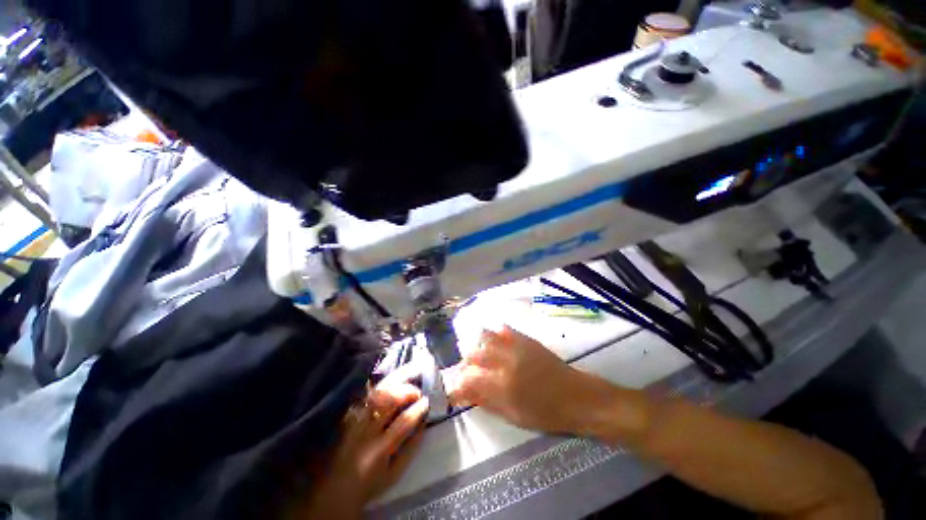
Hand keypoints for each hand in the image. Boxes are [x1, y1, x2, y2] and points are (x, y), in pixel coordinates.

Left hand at [291, 366, 429, 518]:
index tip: (427, 401)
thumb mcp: (395, 474)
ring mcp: (355, 422)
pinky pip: (365, 396)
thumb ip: (411, 448)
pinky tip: (389, 384)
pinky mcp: (349, 417)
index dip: (417, 409)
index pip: (403, 422)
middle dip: (406, 391)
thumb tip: (424, 423)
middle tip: (417, 391)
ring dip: (394, 385)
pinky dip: (379, 387)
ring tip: (406, 383)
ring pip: (376, 395)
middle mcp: (366, 432)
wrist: (336, 488)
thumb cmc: (370, 483)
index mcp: (379, 450)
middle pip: (388, 402)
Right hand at [447, 325, 590, 433]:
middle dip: (464, 365)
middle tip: (466, 373)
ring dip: (477, 346)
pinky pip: (504, 329)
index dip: (457, 386)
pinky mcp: (526, 339)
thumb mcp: (514, 416)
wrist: (576, 397)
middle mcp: (505, 363)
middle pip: (473, 356)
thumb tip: (467, 394)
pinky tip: (495, 341)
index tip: (455, 391)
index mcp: (502, 387)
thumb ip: (488, 403)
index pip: (469, 381)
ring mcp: (516, 347)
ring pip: (485, 337)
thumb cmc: (546, 414)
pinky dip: (494, 334)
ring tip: (478, 355)